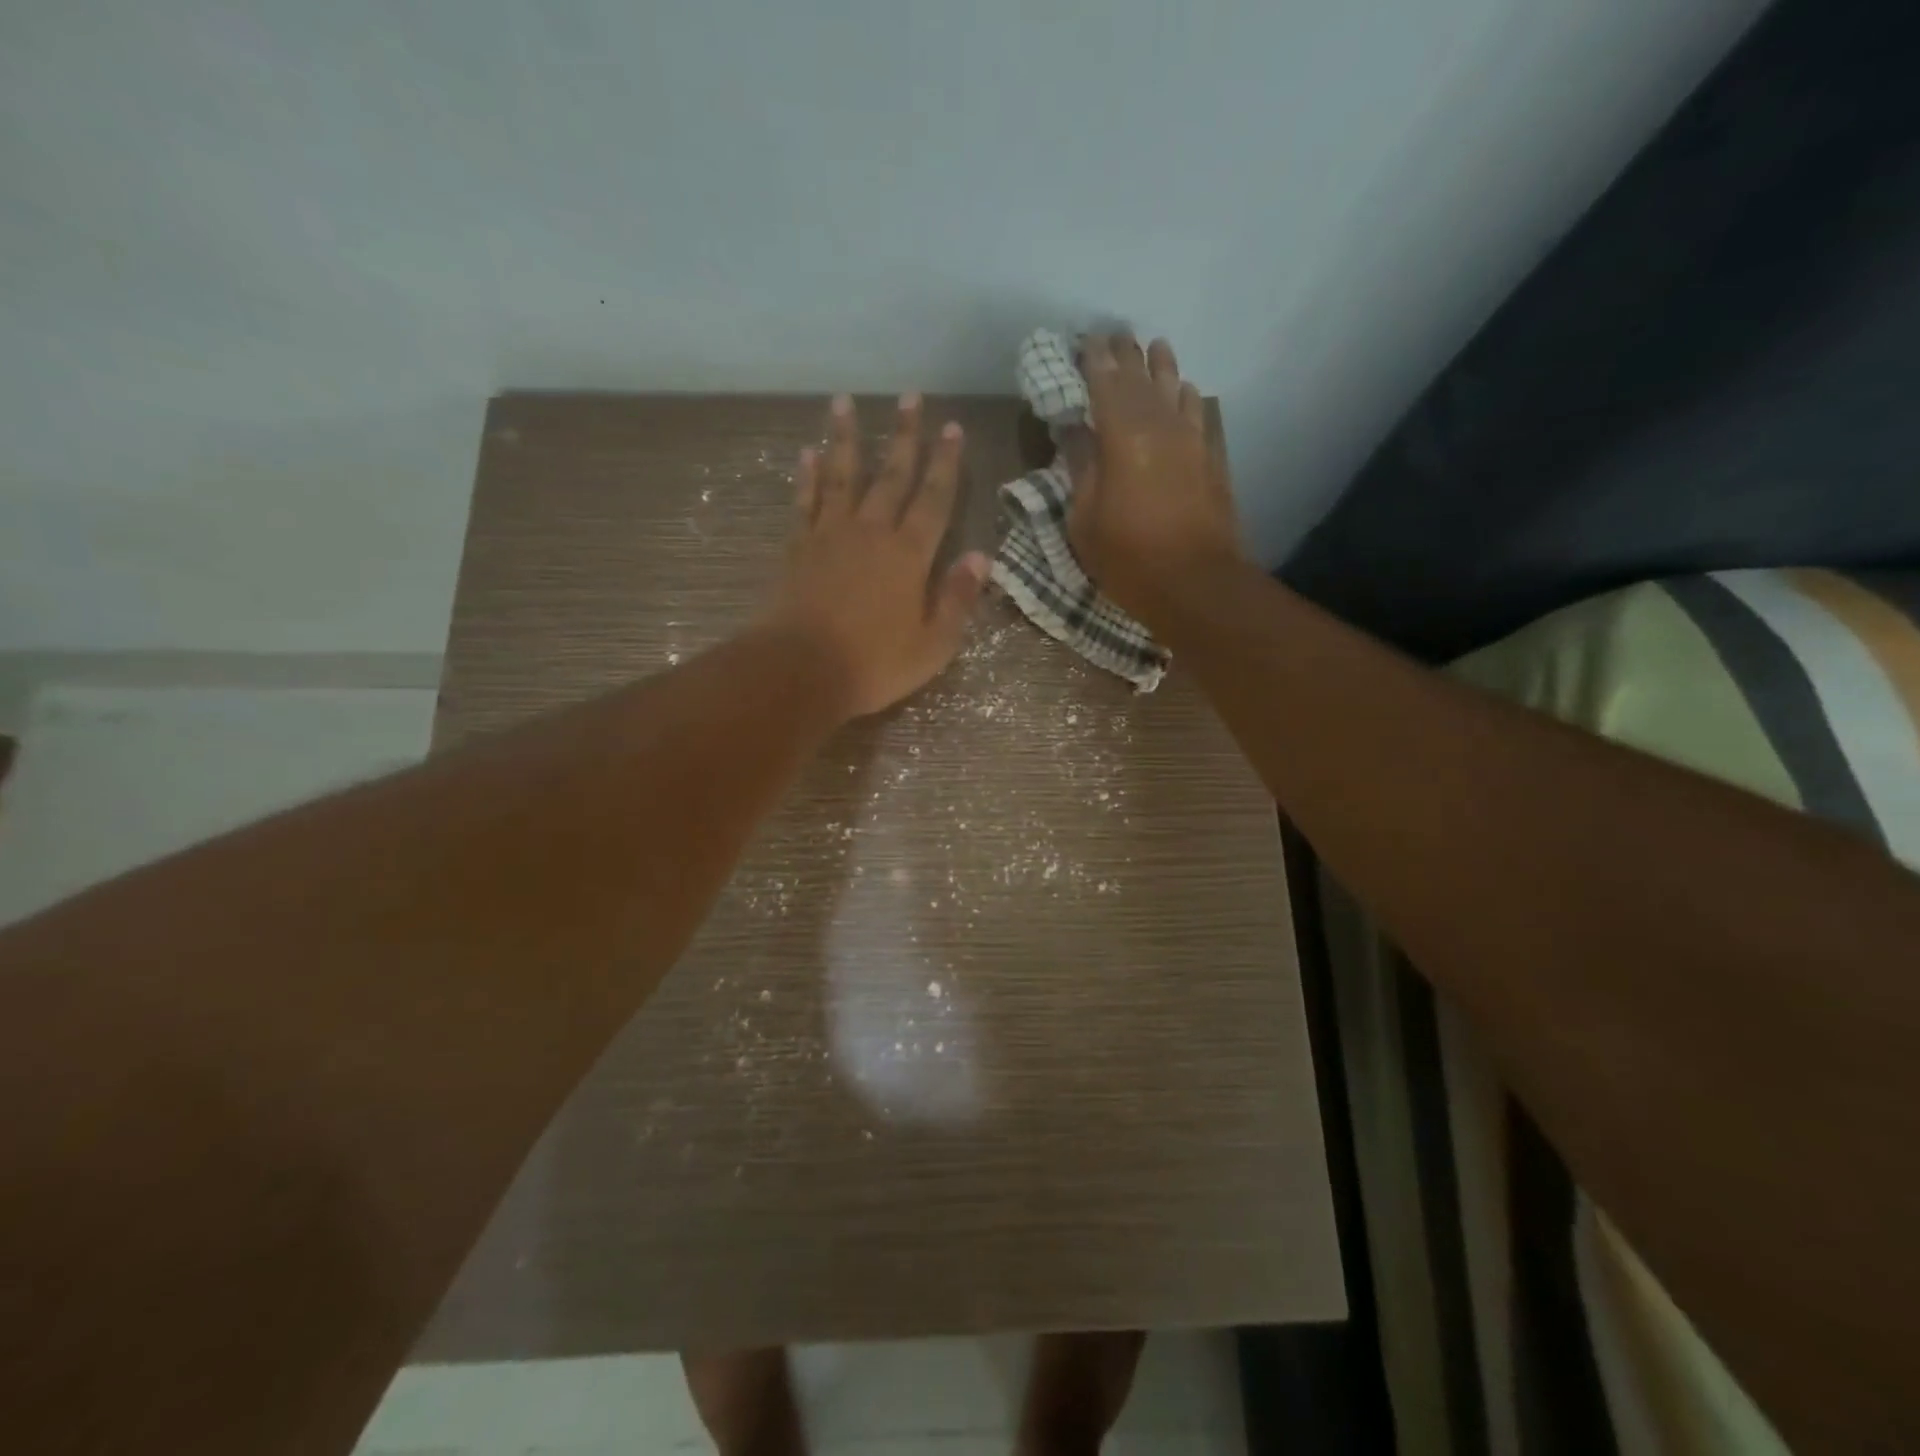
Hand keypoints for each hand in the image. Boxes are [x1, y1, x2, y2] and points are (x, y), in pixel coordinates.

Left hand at [765, 393, 990, 719]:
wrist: (800, 671)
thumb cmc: (873, 664)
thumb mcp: (933, 644)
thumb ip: (958, 599)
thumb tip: (982, 557)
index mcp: (909, 555)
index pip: (934, 499)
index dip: (945, 463)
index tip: (951, 427)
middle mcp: (872, 533)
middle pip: (891, 475)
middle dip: (904, 436)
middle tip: (910, 396)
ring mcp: (830, 536)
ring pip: (843, 476)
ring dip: (846, 438)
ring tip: (845, 401)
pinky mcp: (798, 548)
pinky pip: (805, 502)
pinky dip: (807, 477)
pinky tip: (808, 454)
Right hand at [1067, 334, 1243, 625]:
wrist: (1194, 583)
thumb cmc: (1128, 558)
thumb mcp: (1084, 520)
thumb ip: (1080, 469)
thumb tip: (1075, 432)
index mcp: (1123, 438)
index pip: (1105, 385)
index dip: (1093, 361)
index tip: (1083, 340)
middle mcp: (1160, 427)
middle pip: (1140, 380)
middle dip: (1125, 355)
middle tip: (1114, 334)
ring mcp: (1190, 441)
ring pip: (1175, 389)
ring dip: (1162, 366)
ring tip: (1154, 346)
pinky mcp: (1210, 459)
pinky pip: (1198, 414)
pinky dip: (1188, 397)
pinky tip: (1186, 390)